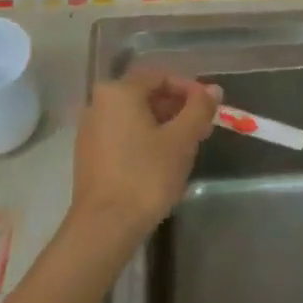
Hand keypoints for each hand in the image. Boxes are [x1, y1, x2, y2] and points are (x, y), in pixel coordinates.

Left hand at [70, 68, 219, 241]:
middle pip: (146, 94)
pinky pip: (123, 134)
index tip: (210, 107)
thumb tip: (213, 90)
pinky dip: (145, 139)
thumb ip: (199, 109)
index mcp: (119, 91)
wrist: (104, 227)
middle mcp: (99, 103)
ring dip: (164, 124)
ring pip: (135, 116)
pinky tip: (163, 160)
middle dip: (178, 108)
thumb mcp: (181, 140)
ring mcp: (90, 129)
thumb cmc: (146, 175)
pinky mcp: (89, 154)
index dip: (190, 88)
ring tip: (188, 146)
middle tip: (203, 127)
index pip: (160, 76)